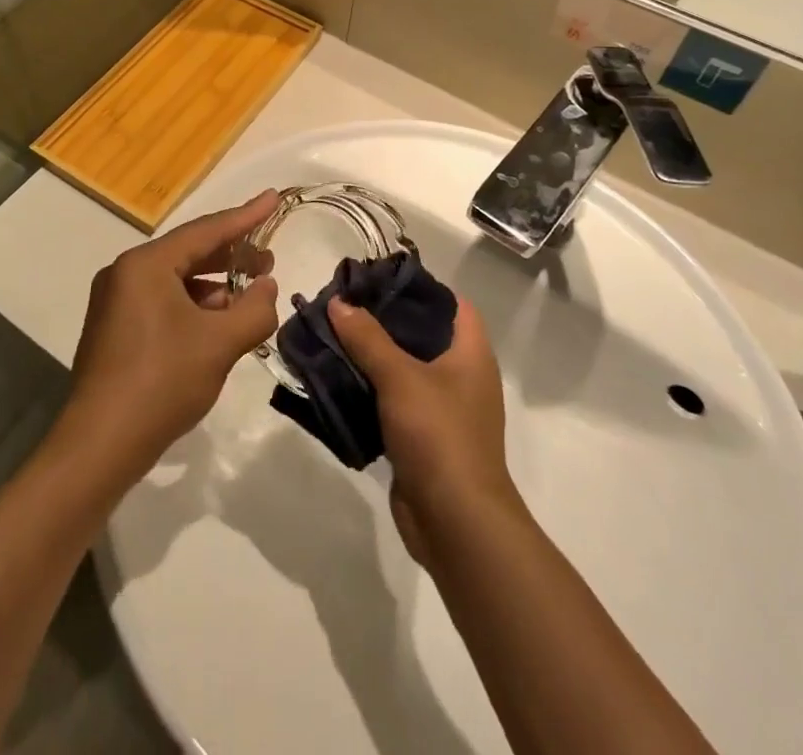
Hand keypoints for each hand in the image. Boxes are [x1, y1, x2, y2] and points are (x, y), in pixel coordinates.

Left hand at [66, 191, 281, 468]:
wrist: (100, 444)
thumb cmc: (162, 382)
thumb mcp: (219, 344)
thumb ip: (254, 310)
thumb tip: (266, 287)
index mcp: (146, 264)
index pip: (206, 231)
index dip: (245, 216)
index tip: (273, 198)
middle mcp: (125, 272)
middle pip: (188, 252)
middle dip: (231, 255)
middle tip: (268, 257)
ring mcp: (116, 301)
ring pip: (176, 280)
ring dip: (214, 286)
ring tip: (250, 295)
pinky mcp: (115, 328)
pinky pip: (162, 301)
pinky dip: (193, 306)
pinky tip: (218, 324)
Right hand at [327, 294, 516, 567]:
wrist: (456, 523)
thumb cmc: (439, 436)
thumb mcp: (400, 377)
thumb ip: (368, 337)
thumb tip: (339, 301)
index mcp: (470, 353)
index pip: (451, 303)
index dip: (419, 286)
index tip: (378, 277)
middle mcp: (461, 376)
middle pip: (421, 333)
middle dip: (383, 319)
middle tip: (343, 304)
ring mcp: (443, 409)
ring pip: (403, 368)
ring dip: (371, 355)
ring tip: (332, 335)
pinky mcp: (423, 438)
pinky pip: (393, 401)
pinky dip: (369, 389)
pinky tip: (336, 378)